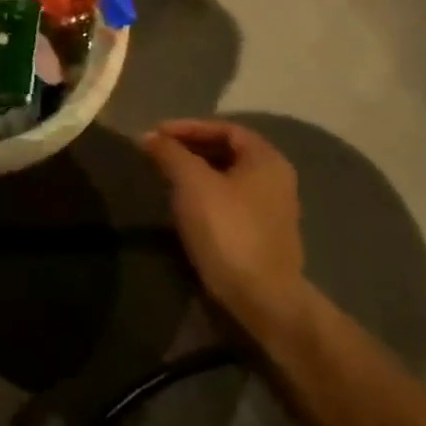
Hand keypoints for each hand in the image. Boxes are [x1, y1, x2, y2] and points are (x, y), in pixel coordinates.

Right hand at [142, 119, 305, 330]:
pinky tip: (183, 205)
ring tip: (164, 176)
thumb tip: (149, 136)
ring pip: (227, 178)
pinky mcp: (262, 235)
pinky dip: (204, 195)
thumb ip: (169, 153)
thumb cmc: (227, 229)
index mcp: (266, 159)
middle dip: (191, 148)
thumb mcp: (191, 183)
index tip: (157, 134)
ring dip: (195, 172)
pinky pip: (229, 201)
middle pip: (228, 151)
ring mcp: (272, 209)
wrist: (261, 298)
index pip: (226, 128)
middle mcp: (275, 179)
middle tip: (158, 153)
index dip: (189, 127)